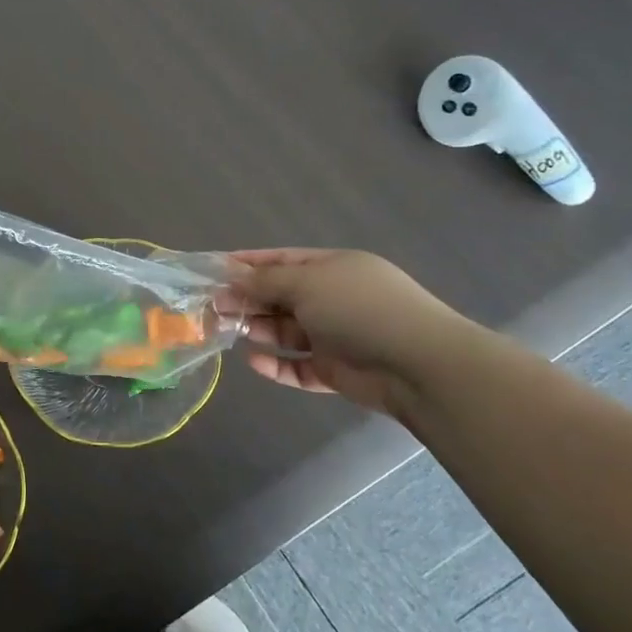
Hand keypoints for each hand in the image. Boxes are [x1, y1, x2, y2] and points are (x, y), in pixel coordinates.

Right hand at [222, 249, 478, 419]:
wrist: (419, 366)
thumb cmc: (359, 309)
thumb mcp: (306, 284)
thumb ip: (264, 282)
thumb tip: (231, 279)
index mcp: (333, 268)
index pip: (283, 260)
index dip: (249, 263)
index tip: (214, 269)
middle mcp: (334, 298)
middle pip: (281, 296)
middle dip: (248, 299)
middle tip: (213, 307)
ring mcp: (337, 335)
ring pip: (287, 331)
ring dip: (259, 330)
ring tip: (228, 331)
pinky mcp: (337, 371)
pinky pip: (299, 366)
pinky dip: (276, 365)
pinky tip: (254, 362)